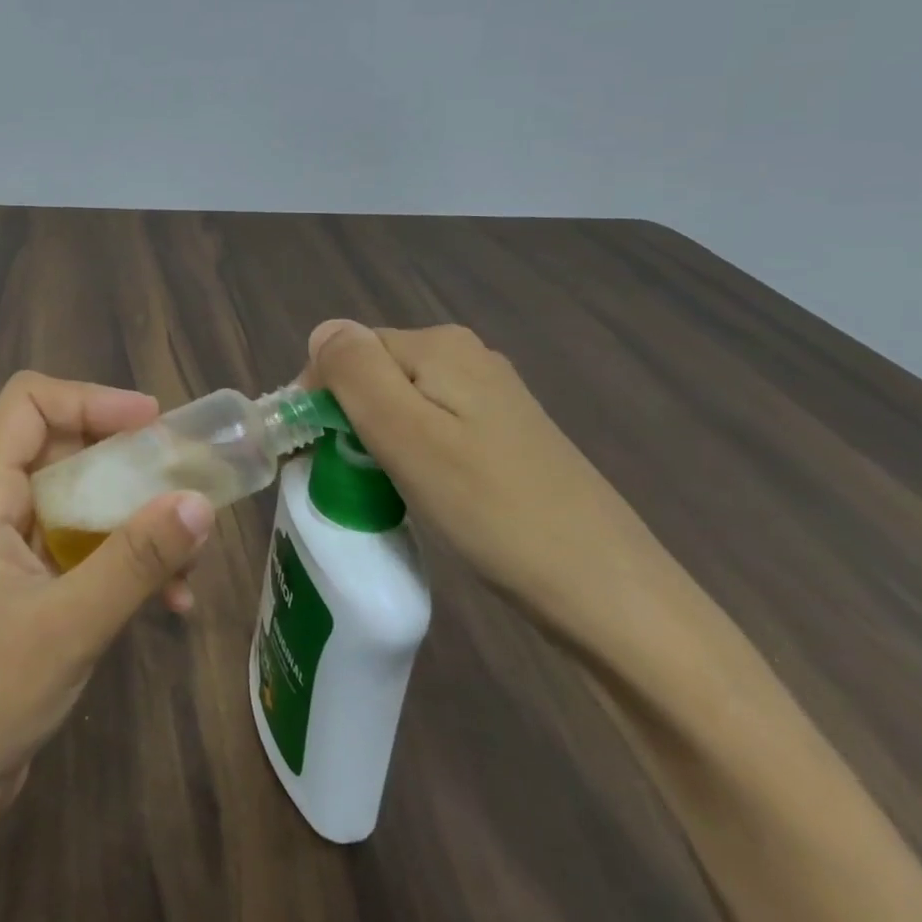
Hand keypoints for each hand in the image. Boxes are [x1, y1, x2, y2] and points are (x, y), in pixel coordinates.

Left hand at [0, 371, 214, 921]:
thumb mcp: (69, 624)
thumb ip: (135, 560)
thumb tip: (198, 502)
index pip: (28, 403)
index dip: (89, 399)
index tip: (151, 422)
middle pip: (64, 446)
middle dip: (128, 460)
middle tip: (185, 482)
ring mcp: (14, 547)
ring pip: (83, 498)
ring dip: (137, 517)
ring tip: (189, 555)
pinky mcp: (32, 585)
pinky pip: (86, 547)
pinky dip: (128, 560)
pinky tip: (172, 601)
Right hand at [306, 320, 659, 622]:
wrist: (606, 590)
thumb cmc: (491, 509)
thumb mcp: (406, 436)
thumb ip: (355, 372)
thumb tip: (323, 330)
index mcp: (440, 346)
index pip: (347, 350)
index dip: (321, 396)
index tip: (316, 454)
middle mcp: (466, 356)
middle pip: (373, 373)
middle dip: (347, 417)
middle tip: (349, 477)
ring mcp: (490, 396)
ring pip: (400, 402)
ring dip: (375, 438)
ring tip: (380, 489)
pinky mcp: (503, 434)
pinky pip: (431, 426)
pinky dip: (410, 452)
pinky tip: (421, 491)